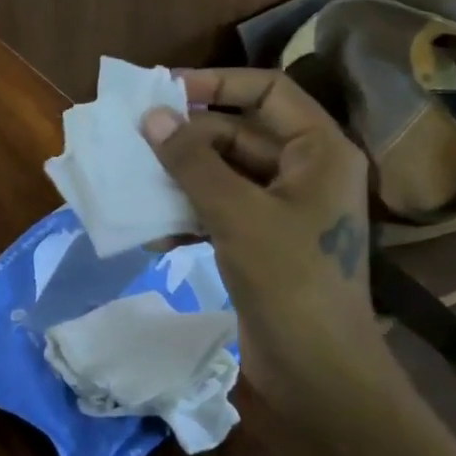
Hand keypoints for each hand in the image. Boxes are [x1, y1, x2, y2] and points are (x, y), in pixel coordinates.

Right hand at [142, 68, 384, 394]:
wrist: (319, 372)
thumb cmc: (289, 280)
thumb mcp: (236, 213)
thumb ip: (192, 161)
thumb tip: (153, 116)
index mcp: (319, 151)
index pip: (268, 91)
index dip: (217, 83)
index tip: (165, 90)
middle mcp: (305, 171)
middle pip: (239, 133)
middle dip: (188, 139)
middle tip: (136, 143)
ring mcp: (284, 209)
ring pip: (224, 174)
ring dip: (182, 179)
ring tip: (136, 184)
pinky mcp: (263, 243)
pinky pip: (220, 211)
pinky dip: (189, 216)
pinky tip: (154, 235)